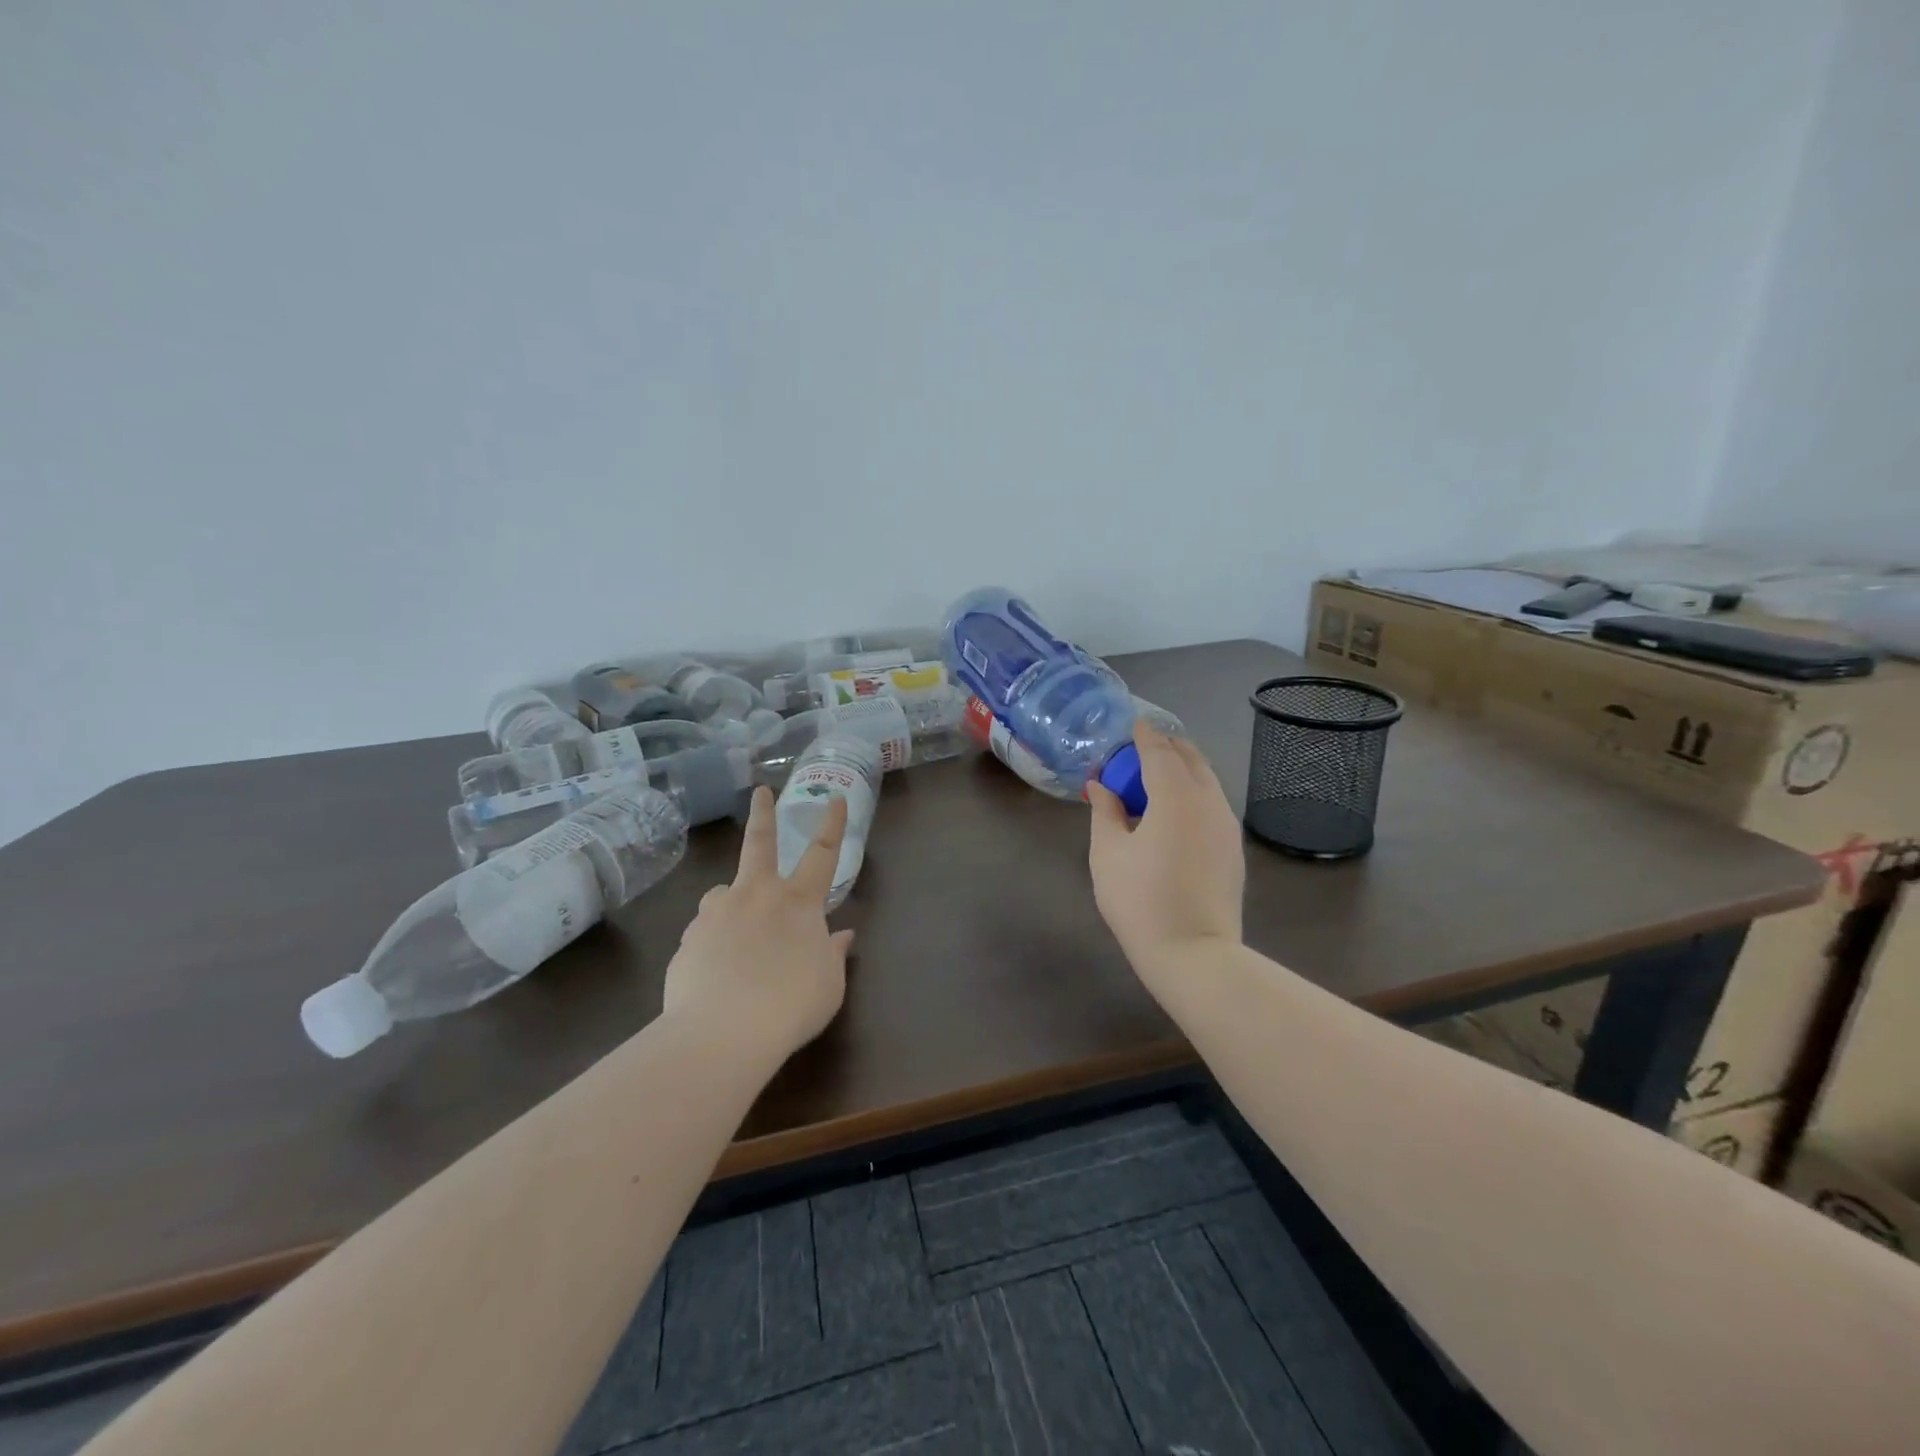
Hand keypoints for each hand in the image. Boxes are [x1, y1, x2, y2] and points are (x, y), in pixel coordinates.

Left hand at [662, 786, 855, 1058]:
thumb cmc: (790, 1006)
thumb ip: (833, 955)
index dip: (833, 825)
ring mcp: (717, 913)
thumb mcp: (829, 986)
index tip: (836, 798)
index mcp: (798, 902)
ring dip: (731, 902)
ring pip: (723, 893)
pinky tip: (715, 971)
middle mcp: (756, 895)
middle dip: (763, 814)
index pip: (822, 854)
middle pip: (760, 843)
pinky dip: (713, 942)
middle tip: (760, 792)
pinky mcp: (688, 939)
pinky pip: (704, 932)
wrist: (721, 1033)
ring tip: (734, 931)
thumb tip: (841, 936)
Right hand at [1088, 724, 1244, 984]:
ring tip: (1156, 776)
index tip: (1133, 724)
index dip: (1145, 736)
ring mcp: (1226, 826)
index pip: (1160, 752)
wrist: (1194, 954)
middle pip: (1191, 760)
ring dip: (1182, 769)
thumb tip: (1100, 786)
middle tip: (1143, 748)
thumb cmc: (1140, 900)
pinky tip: (1174, 810)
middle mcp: (1209, 802)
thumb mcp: (1108, 854)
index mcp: (1175, 797)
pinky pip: (1213, 804)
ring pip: (1207, 781)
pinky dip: (1193, 792)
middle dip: (1167, 747)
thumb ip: (1104, 812)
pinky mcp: (1233, 849)